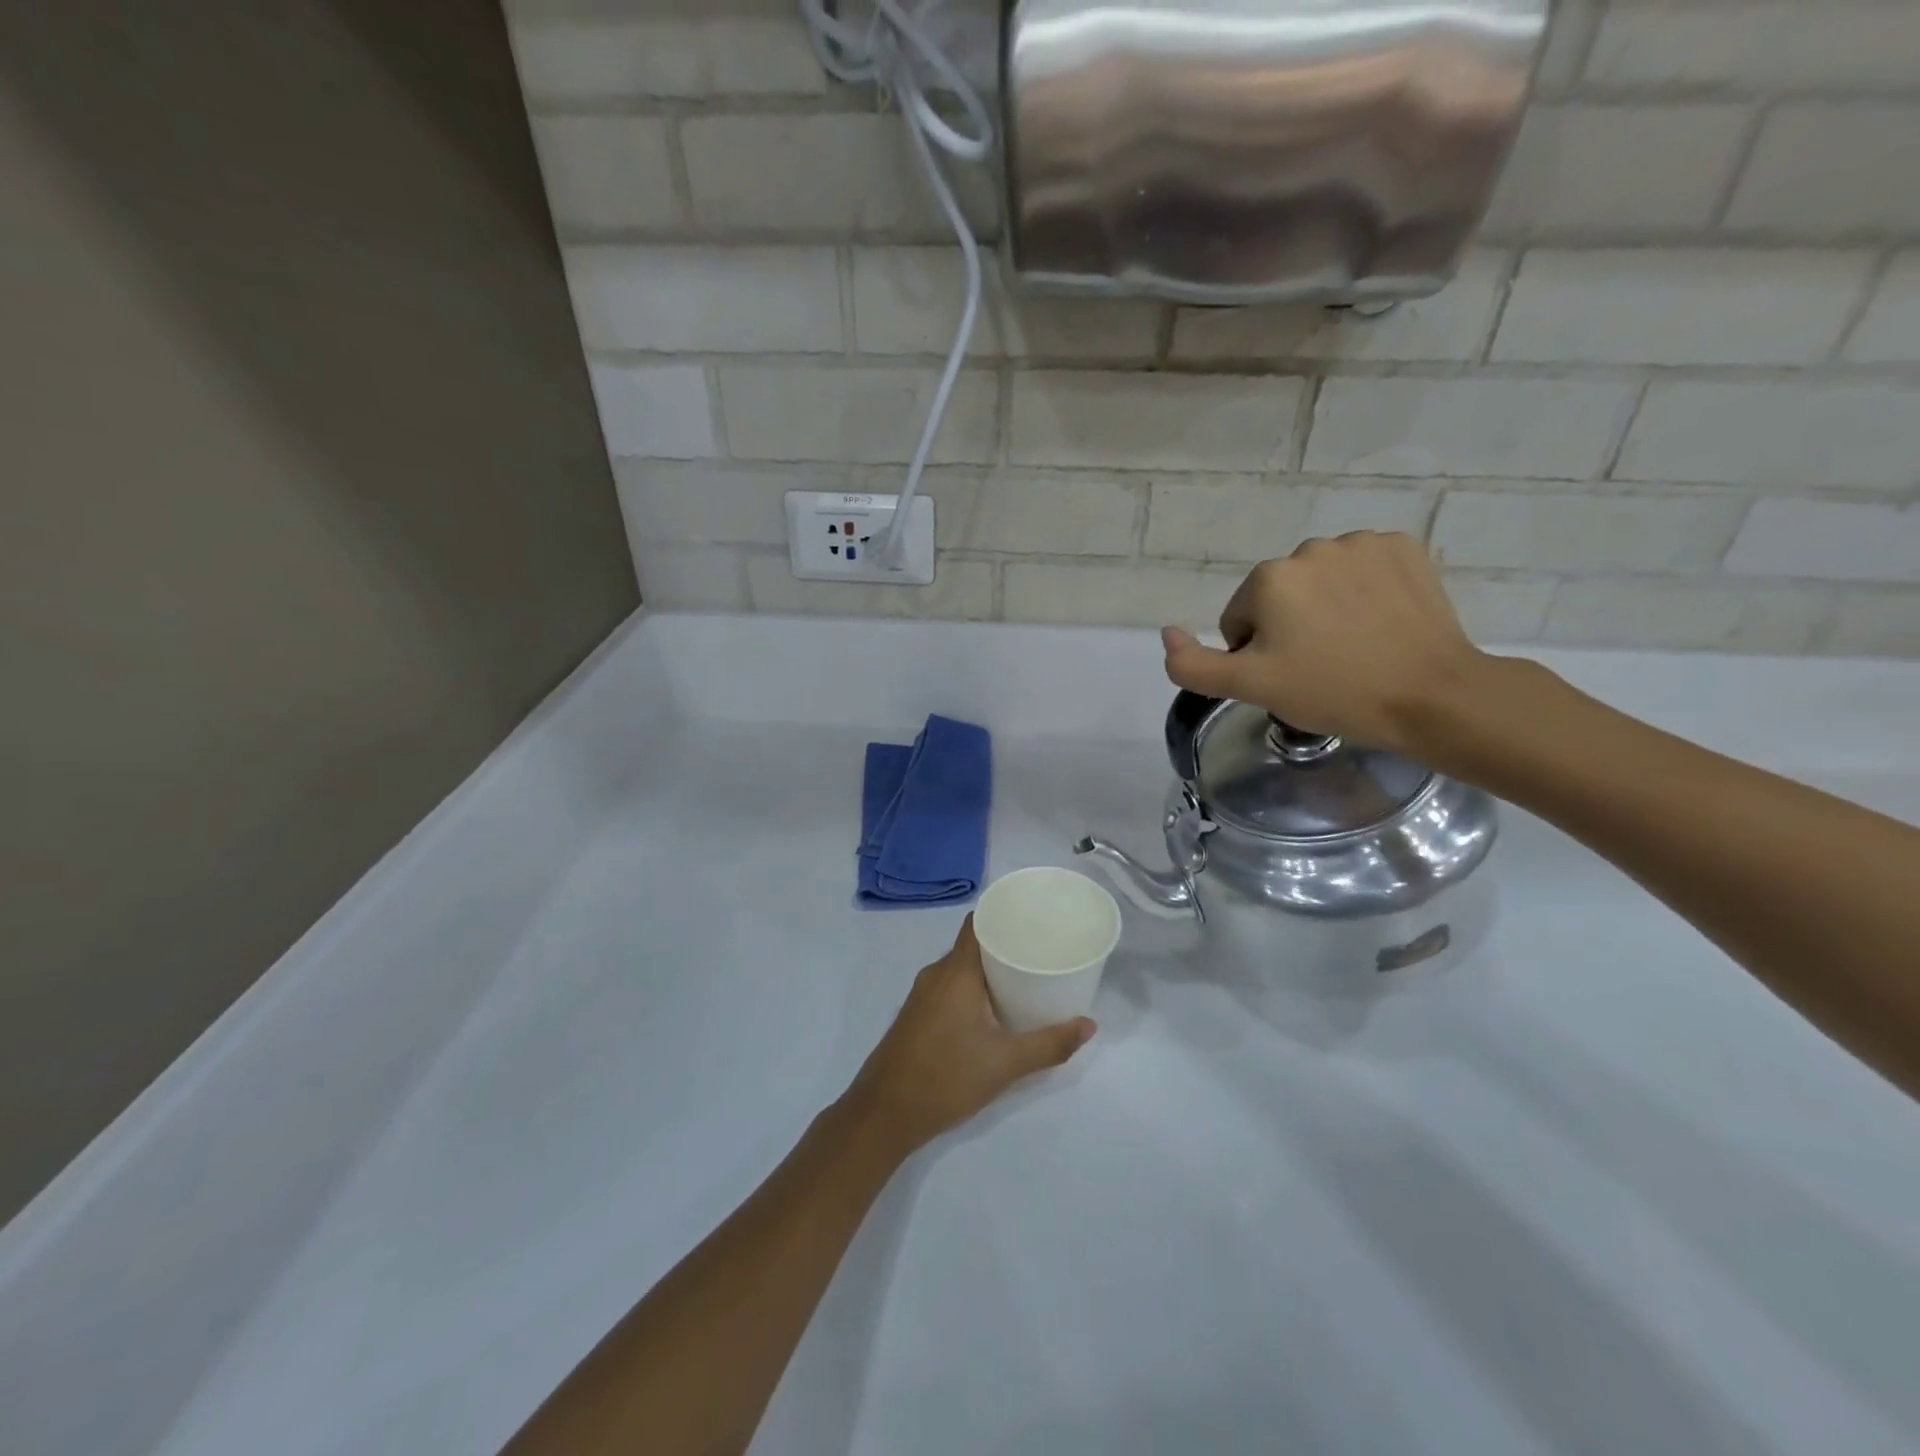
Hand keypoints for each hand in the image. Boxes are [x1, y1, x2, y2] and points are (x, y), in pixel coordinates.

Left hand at [842, 918, 1094, 1156]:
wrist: (883, 1114)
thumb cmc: (946, 1077)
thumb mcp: (1006, 1063)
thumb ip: (1050, 1044)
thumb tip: (1089, 1025)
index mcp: (956, 971)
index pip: (978, 923)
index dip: (1004, 914)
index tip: (1034, 917)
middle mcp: (936, 974)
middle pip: (973, 945)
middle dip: (1006, 945)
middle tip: (1042, 952)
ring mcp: (922, 995)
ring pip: (961, 969)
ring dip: (989, 971)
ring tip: (1025, 979)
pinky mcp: (916, 1015)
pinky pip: (950, 987)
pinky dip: (973, 989)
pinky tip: (993, 1010)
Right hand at [1161, 532, 1485, 752]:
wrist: (1432, 696)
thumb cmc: (1333, 692)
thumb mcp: (1250, 688)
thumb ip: (1193, 665)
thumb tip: (1167, 634)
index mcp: (1269, 579)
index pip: (1241, 619)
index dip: (1257, 654)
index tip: (1290, 677)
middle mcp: (1310, 548)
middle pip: (1280, 596)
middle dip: (1290, 627)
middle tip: (1321, 666)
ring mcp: (1363, 544)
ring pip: (1322, 582)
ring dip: (1327, 608)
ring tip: (1355, 647)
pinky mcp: (1405, 548)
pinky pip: (1364, 569)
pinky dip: (1366, 592)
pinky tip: (1382, 623)